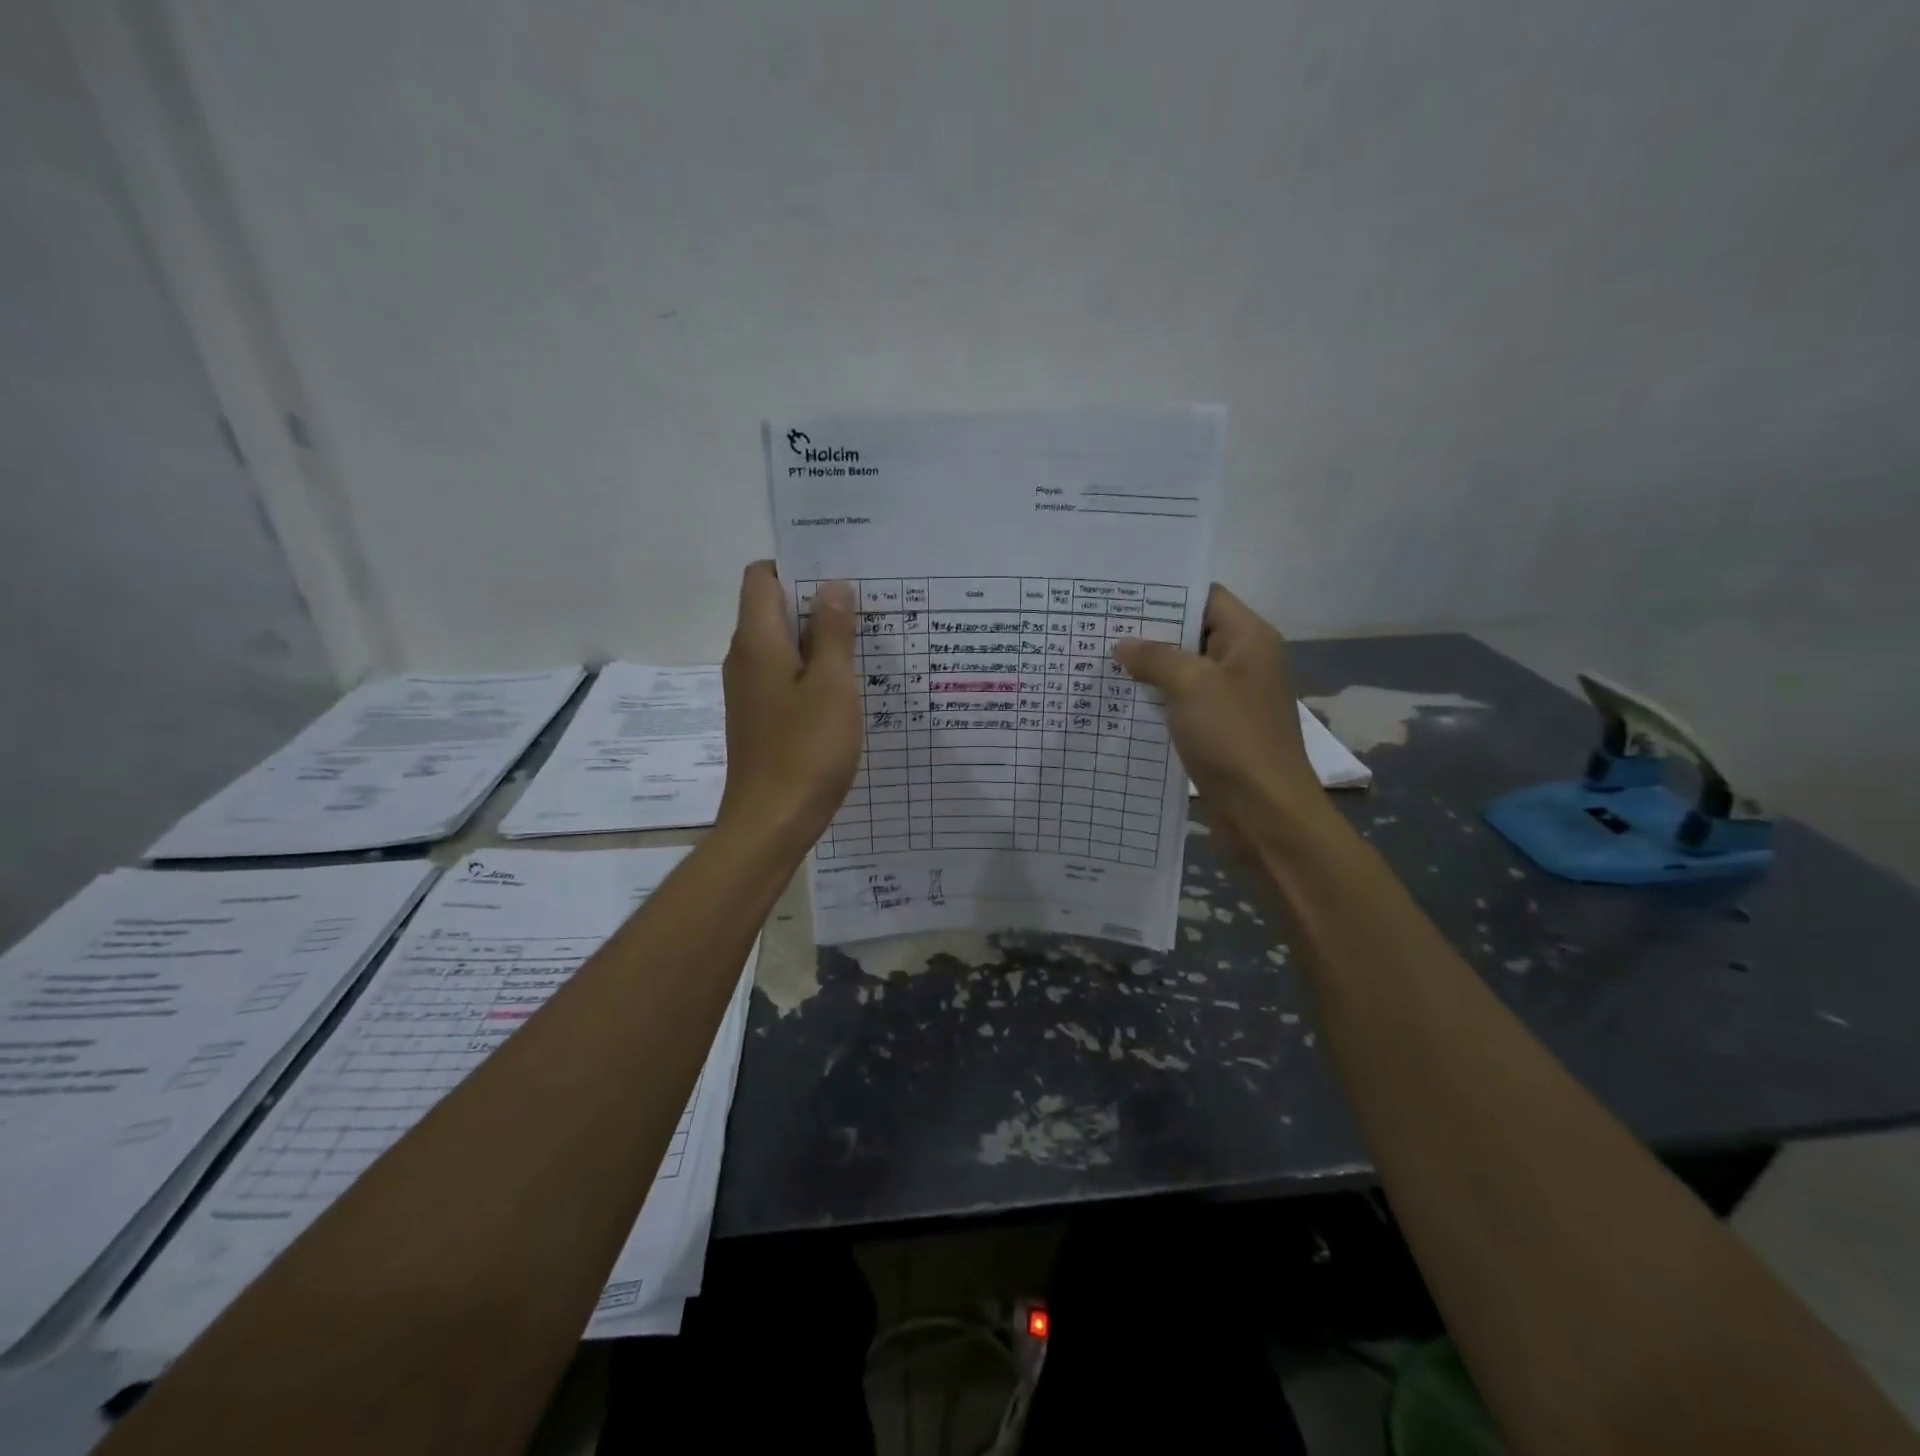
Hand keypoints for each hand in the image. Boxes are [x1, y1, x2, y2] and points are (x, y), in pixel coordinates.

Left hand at [717, 562, 860, 848]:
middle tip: (863, 607)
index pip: (761, 577)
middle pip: (771, 609)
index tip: (838, 575)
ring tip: (861, 644)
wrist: (771, 822)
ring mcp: (749, 692)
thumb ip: (832, 632)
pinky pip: (783, 677)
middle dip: (814, 602)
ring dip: (816, 639)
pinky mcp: (759, 718)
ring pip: (781, 646)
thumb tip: (831, 586)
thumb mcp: (832, 686)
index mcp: (756, 641)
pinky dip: (810, 671)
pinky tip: (844, 689)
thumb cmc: (806, 750)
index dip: (795, 567)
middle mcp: (744, 659)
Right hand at [1115, 585, 1327, 845]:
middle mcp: (1242, 663)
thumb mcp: (1192, 686)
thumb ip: (1156, 658)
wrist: (1265, 813)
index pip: (1205, 597)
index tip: (1120, 596)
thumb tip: (1123, 645)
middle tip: (1099, 628)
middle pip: (1191, 634)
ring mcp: (1229, 700)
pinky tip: (1119, 702)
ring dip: (1147, 670)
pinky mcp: (1216, 731)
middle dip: (1148, 633)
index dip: (1165, 593)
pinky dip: (1154, 701)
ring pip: (1182, 673)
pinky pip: (1180, 705)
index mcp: (1249, 640)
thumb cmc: (1234, 738)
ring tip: (1099, 662)